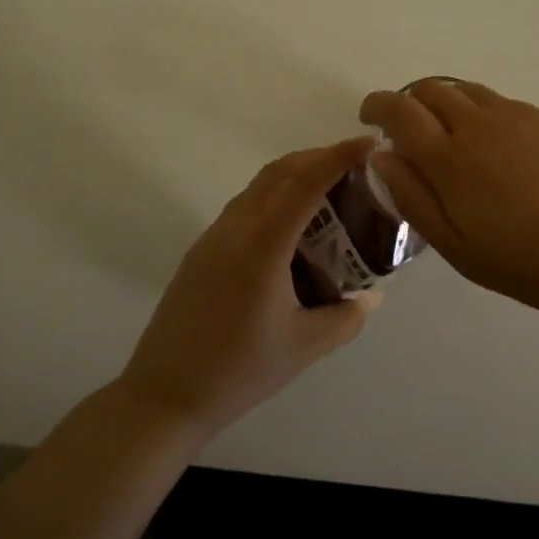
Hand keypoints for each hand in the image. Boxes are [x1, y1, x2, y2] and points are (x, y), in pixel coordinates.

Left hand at [118, 137, 378, 438]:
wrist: (164, 395)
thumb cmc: (238, 372)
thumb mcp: (303, 348)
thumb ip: (346, 318)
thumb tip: (374, 297)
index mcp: (263, 245)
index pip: (306, 183)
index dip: (338, 157)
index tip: (368, 143)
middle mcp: (236, 227)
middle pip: (281, 171)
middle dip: (319, 157)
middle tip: (355, 166)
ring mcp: (215, 234)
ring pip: (260, 184)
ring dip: (295, 174)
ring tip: (329, 191)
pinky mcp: (203, 248)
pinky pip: (246, 204)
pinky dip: (275, 195)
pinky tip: (292, 226)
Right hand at [360, 81, 538, 323]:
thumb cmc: (527, 260)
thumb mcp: (457, 246)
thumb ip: (413, 197)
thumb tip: (381, 157)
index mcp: (450, 157)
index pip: (399, 109)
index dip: (378, 104)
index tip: (370, 115)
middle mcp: (479, 123)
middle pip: (431, 89)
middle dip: (410, 101)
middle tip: (410, 130)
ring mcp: (517, 115)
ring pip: (467, 91)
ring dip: (447, 103)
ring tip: (453, 136)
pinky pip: (502, 103)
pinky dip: (483, 114)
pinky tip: (499, 149)